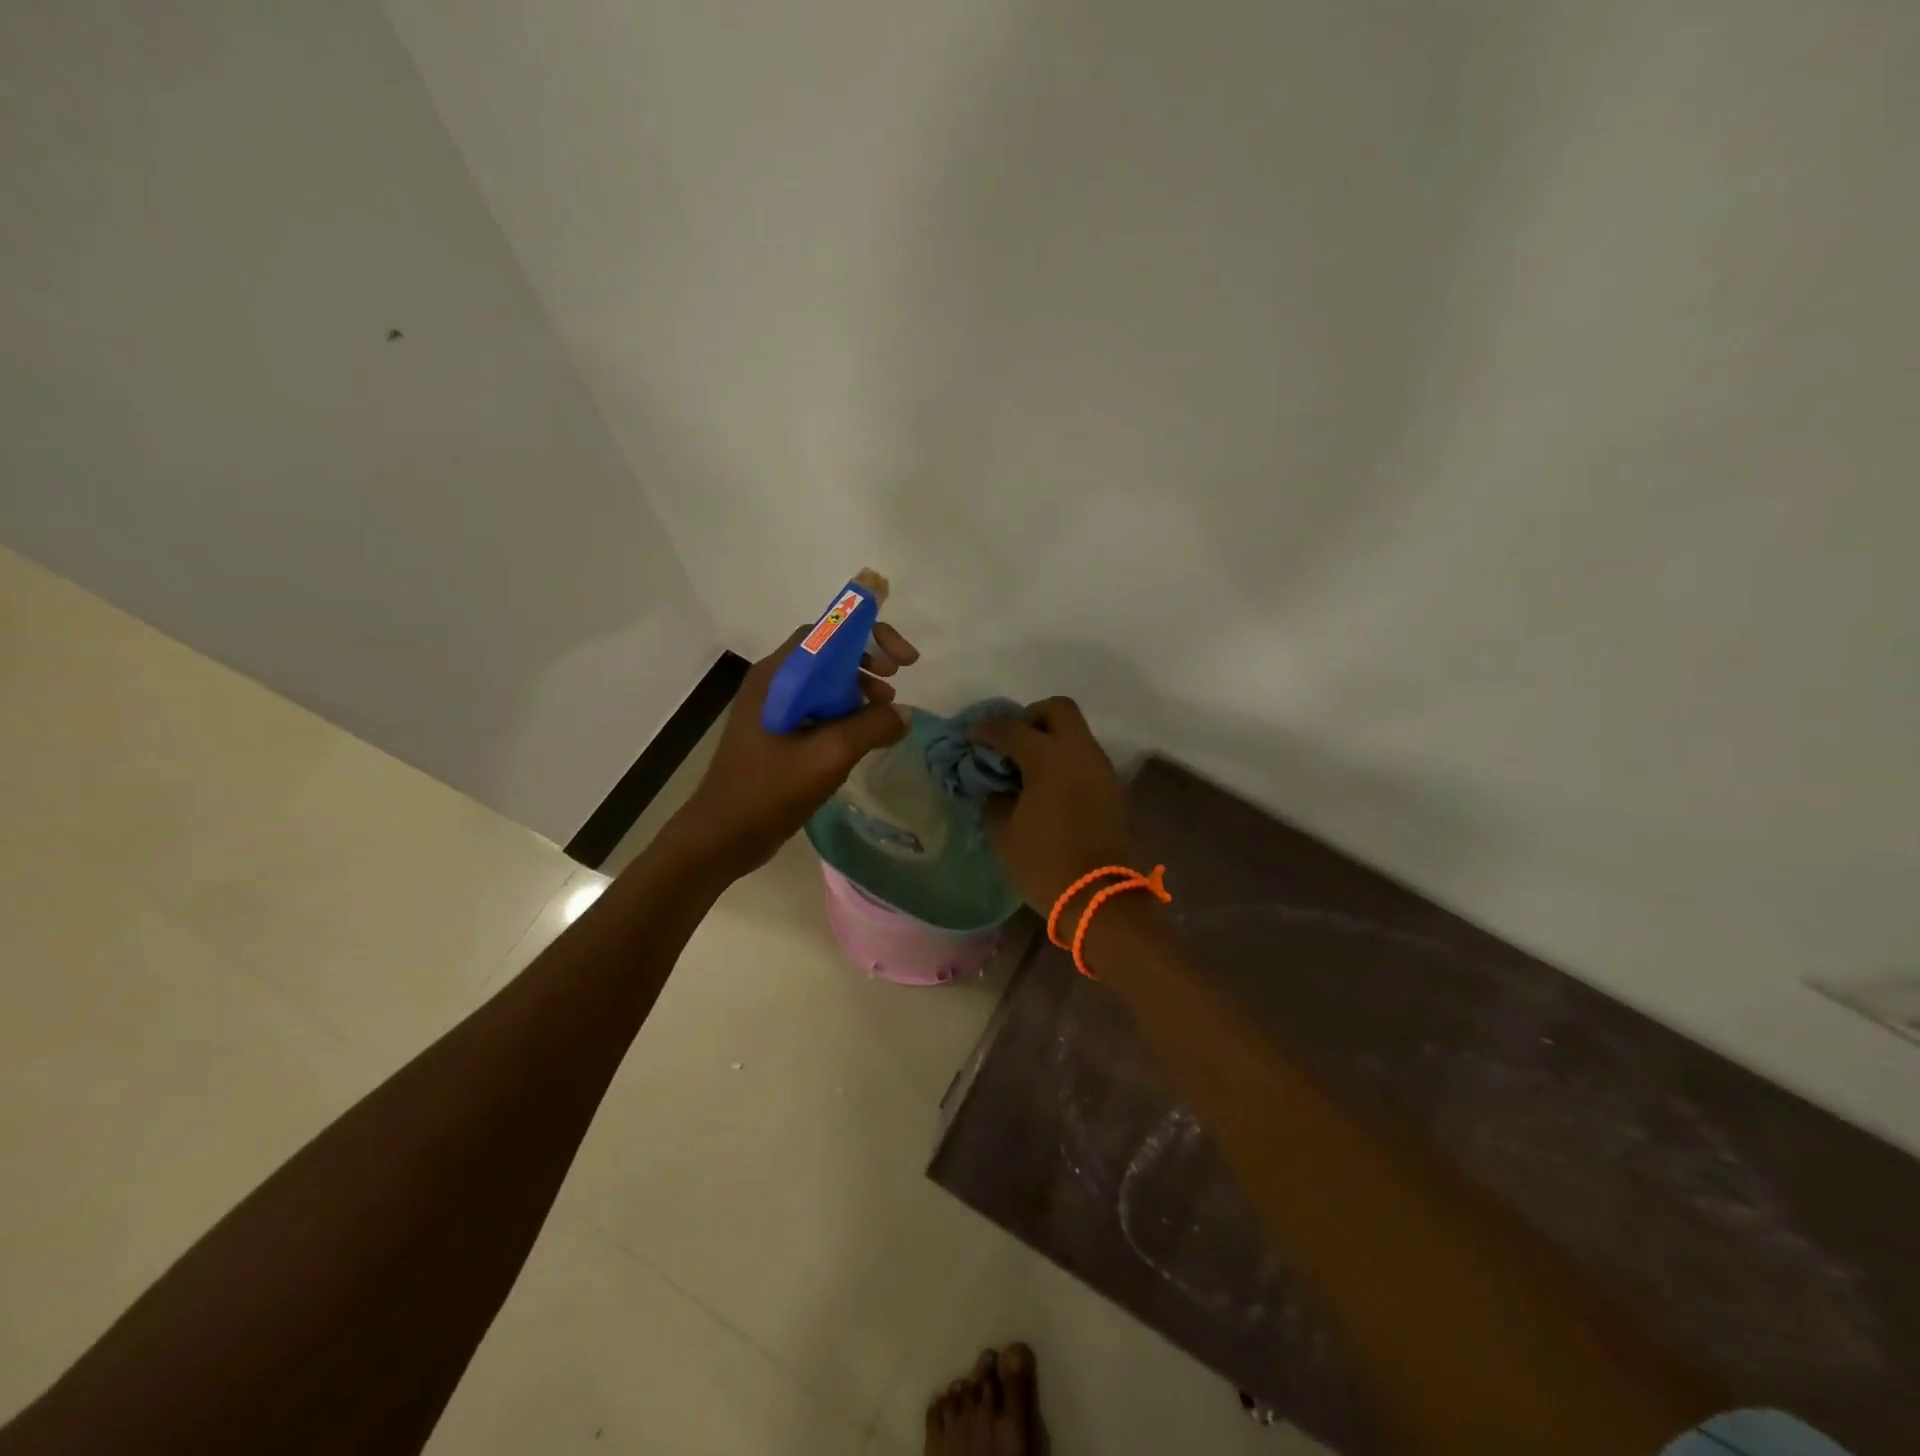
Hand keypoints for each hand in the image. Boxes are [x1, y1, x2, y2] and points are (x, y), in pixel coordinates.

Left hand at [671, 622, 917, 877]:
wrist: (722, 835)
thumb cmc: (770, 790)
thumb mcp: (829, 756)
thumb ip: (871, 728)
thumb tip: (903, 715)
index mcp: (777, 676)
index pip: (827, 632)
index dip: (868, 635)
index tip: (902, 659)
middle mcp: (773, 683)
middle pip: (827, 653)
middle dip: (866, 660)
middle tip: (897, 679)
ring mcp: (773, 708)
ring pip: (824, 682)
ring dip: (858, 688)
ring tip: (885, 711)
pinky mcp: (777, 732)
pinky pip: (817, 708)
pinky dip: (845, 712)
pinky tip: (863, 736)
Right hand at [969, 698, 1132, 912]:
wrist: (1099, 897)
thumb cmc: (1044, 863)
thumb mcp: (1003, 832)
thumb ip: (994, 798)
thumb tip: (994, 786)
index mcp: (1048, 758)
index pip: (1011, 728)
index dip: (986, 729)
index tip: (971, 737)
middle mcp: (1079, 752)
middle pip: (1058, 709)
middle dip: (1030, 717)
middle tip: (1011, 743)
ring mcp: (1100, 768)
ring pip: (1075, 733)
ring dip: (1050, 740)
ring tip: (1026, 768)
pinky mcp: (1111, 788)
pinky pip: (1084, 757)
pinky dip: (1065, 760)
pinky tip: (1047, 787)